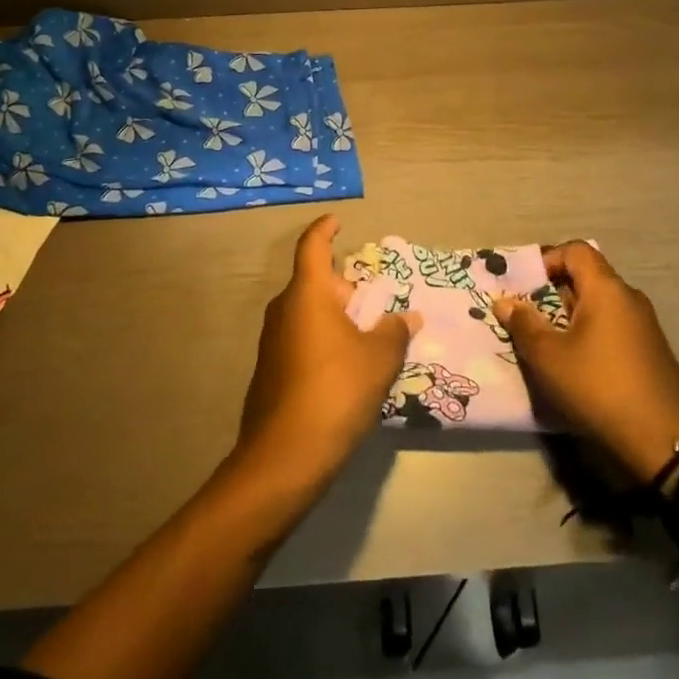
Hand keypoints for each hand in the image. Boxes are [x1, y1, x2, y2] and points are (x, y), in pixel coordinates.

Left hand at [235, 214, 420, 489]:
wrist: (285, 457)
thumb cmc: (336, 390)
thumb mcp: (379, 358)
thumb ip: (395, 331)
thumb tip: (408, 317)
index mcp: (307, 293)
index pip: (312, 245)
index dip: (325, 230)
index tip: (337, 221)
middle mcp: (284, 309)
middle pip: (315, 284)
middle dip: (344, 289)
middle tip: (375, 305)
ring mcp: (272, 342)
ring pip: (308, 315)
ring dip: (336, 319)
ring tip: (368, 341)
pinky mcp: (269, 372)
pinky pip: (301, 341)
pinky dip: (323, 343)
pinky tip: (346, 371)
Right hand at [493, 242, 678, 481]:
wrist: (666, 444)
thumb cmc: (599, 387)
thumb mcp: (549, 357)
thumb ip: (523, 324)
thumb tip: (505, 302)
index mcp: (607, 289)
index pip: (576, 250)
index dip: (547, 260)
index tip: (524, 287)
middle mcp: (629, 299)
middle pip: (586, 278)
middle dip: (552, 294)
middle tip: (526, 319)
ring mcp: (645, 327)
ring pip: (599, 307)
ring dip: (569, 319)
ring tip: (546, 346)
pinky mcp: (652, 354)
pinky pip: (613, 329)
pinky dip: (590, 337)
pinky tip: (576, 368)